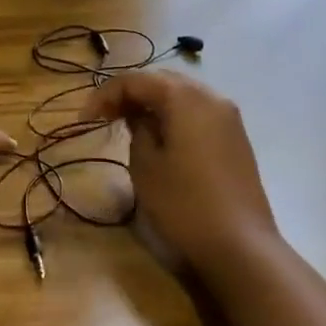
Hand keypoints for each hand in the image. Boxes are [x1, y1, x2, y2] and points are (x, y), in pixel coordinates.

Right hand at [81, 73, 279, 278]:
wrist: (241, 245)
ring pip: (182, 95)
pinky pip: (198, 112)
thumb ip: (137, 129)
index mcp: (184, 97)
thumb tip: (139, 116)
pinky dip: (174, 115)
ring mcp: (229, 117)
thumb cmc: (185, 204)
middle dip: (130, 93)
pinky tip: (161, 137)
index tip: (85, 119)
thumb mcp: (145, 165)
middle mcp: (210, 96)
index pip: (135, 80)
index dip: (105, 95)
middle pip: (162, 81)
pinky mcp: (236, 137)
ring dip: (153, 103)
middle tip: (105, 117)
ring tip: (129, 124)